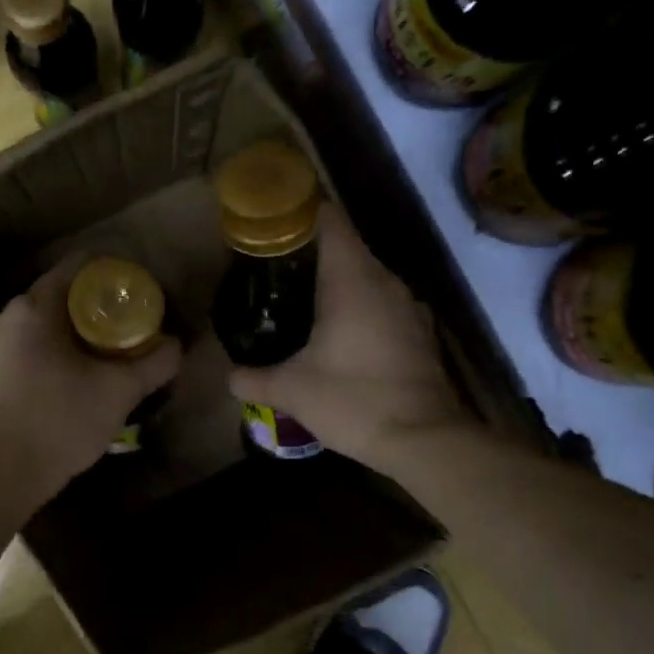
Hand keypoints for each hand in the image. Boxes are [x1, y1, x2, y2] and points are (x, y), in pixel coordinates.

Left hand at [0, 255, 182, 502]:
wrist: (0, 475)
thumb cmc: (59, 422)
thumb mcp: (119, 392)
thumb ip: (154, 363)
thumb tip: (176, 345)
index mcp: (34, 307)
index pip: (79, 266)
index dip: (114, 273)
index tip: (140, 291)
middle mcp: (7, 316)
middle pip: (62, 295)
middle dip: (99, 307)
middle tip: (132, 326)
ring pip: (45, 323)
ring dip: (77, 332)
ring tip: (110, 353)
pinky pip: (30, 346)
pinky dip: (56, 351)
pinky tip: (77, 377)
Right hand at [229, 203, 470, 470]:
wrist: (424, 440)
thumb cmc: (354, 400)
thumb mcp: (291, 391)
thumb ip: (253, 378)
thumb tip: (229, 376)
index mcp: (352, 279)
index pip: (330, 221)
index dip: (300, 213)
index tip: (272, 224)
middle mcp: (385, 281)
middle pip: (346, 247)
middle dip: (310, 252)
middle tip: (272, 269)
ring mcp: (407, 306)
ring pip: (365, 276)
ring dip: (336, 281)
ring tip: (299, 299)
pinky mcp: (418, 331)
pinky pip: (381, 302)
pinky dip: (357, 306)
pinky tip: (336, 332)